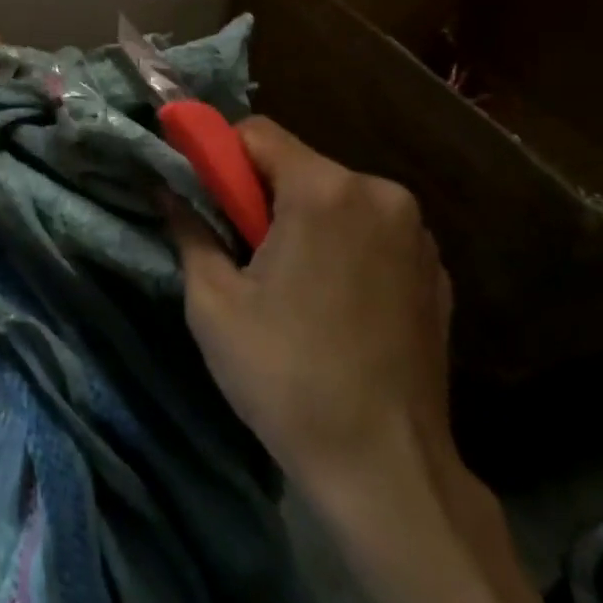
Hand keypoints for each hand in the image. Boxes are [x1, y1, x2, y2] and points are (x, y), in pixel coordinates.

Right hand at [169, 117, 455, 505]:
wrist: (387, 469)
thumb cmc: (286, 377)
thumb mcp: (214, 303)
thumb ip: (189, 230)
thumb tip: (166, 191)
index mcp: (325, 192)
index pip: (258, 132)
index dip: (220, 154)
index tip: (204, 196)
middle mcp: (380, 194)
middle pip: (299, 165)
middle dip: (262, 194)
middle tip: (241, 252)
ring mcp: (417, 233)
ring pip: (336, 198)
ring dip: (303, 220)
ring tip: (288, 286)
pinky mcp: (437, 271)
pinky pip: (372, 232)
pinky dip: (344, 246)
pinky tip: (334, 305)